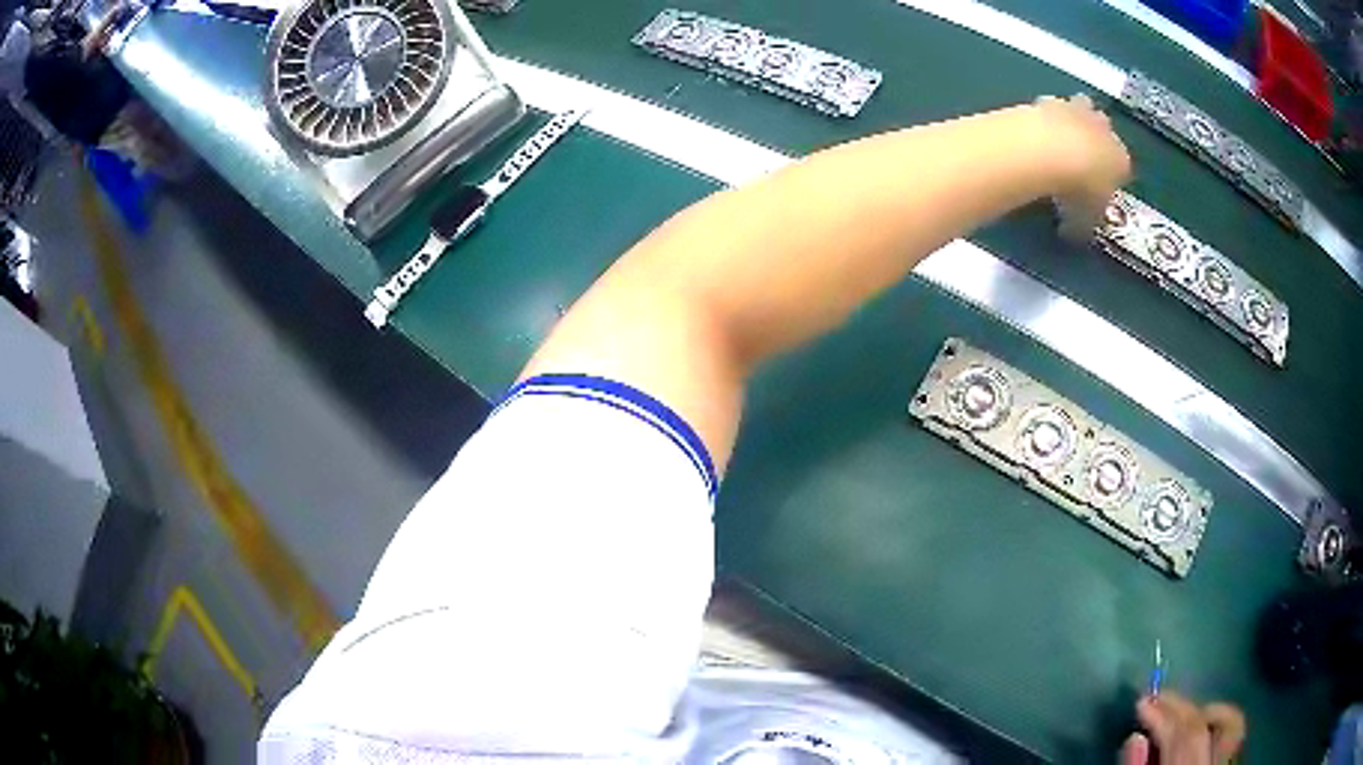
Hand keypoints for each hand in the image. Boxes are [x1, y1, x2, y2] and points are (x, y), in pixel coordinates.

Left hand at [1034, 94, 1131, 240]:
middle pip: (1104, 130)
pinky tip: (1036, 127)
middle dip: (1096, 139)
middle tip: (1080, 156)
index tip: (1097, 186)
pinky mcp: (1048, 100)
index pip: (1122, 166)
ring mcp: (1077, 110)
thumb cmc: (1078, 190)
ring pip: (1081, 108)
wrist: (1050, 148)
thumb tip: (1071, 232)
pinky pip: (1051, 106)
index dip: (1110, 176)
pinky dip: (1047, 115)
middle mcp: (1104, 130)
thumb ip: (1082, 222)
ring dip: (1074, 119)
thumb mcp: (1084, 217)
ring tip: (1059, 138)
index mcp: (1121, 159)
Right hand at [1121, 692, 1245, 763]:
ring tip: (1178, 715)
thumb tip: (1136, 738)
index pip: (1186, 737)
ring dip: (1202, 713)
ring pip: (1229, 724)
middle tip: (1157, 700)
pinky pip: (1230, 736)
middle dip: (1182, 708)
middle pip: (1209, 725)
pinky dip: (1215, 724)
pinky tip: (1198, 728)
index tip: (1142, 704)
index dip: (1165, 716)